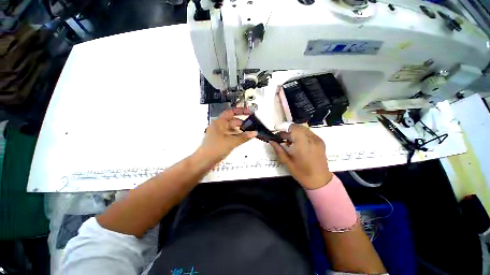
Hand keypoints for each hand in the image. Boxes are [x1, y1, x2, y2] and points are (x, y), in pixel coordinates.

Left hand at [198, 108, 257, 162]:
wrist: (205, 161)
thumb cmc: (216, 148)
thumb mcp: (231, 142)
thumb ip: (244, 137)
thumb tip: (255, 132)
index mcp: (219, 122)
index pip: (230, 113)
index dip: (240, 111)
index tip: (249, 112)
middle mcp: (219, 126)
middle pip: (232, 121)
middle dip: (242, 123)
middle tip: (253, 125)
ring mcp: (220, 134)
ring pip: (232, 129)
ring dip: (240, 130)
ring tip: (250, 132)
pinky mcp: (221, 140)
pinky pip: (231, 135)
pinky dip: (237, 136)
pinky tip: (244, 138)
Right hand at [269, 124, 332, 189]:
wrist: (320, 180)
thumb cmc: (302, 173)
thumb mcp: (287, 162)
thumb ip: (278, 150)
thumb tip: (271, 141)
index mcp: (303, 145)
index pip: (293, 128)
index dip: (284, 128)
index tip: (277, 133)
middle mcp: (311, 139)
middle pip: (298, 127)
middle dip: (288, 130)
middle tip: (282, 138)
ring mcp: (318, 139)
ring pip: (304, 128)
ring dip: (295, 131)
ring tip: (290, 140)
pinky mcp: (321, 141)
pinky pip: (309, 132)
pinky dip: (301, 134)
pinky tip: (298, 142)